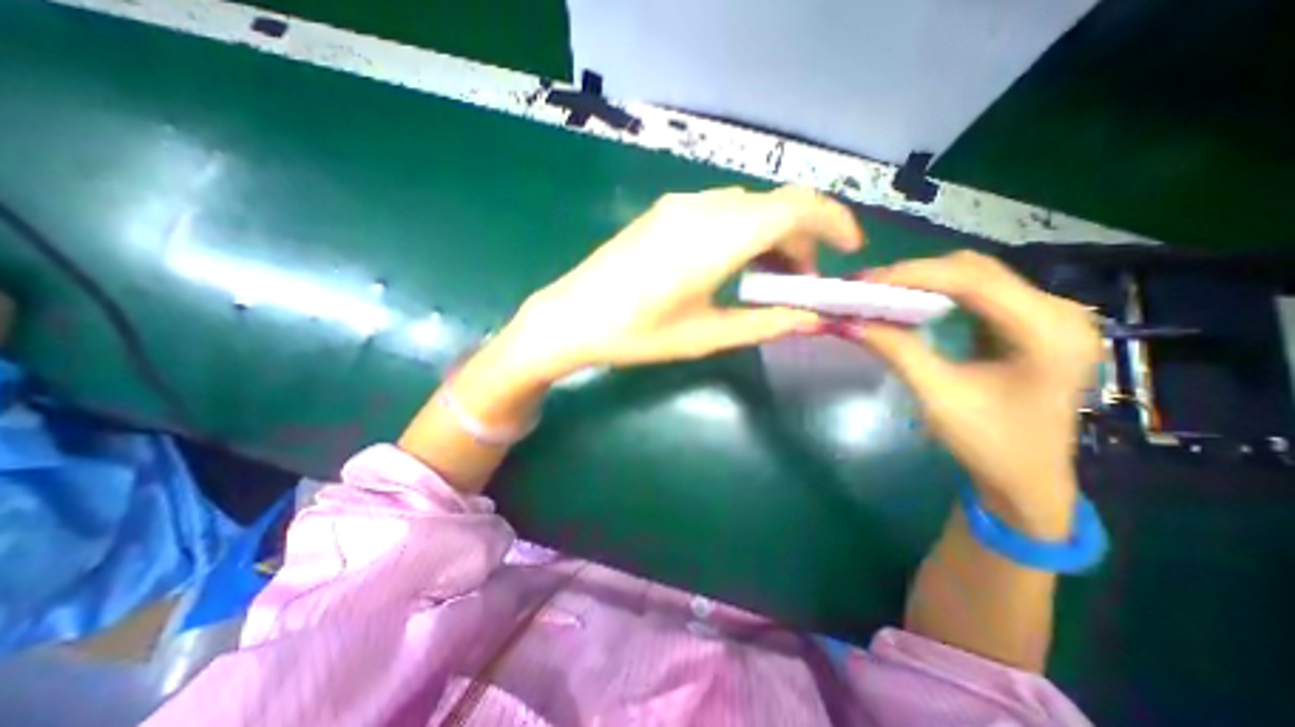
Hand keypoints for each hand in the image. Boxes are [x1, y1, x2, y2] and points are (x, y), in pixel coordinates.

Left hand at [502, 185, 856, 381]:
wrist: (572, 317)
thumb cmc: (637, 333)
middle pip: (776, 204)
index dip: (834, 221)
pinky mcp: (663, 213)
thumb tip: (810, 319)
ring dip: (771, 235)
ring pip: (749, 207)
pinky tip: (734, 263)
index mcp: (718, 238)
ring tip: (769, 278)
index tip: (850, 250)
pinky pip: (720, 210)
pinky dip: (743, 231)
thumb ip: (764, 323)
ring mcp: (679, 206)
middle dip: (803, 237)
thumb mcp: (706, 335)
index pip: (796, 208)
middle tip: (802, 280)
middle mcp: (703, 209)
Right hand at [839, 252, 1100, 529]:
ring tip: (884, 292)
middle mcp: (1058, 313)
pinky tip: (912, 302)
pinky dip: (940, 293)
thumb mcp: (936, 395)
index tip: (866, 281)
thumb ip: (895, 350)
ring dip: (927, 280)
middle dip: (918, 274)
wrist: (1027, 479)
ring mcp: (1047, 317)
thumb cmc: (988, 443)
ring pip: (977, 277)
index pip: (974, 282)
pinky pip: (979, 294)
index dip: (915, 275)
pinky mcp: (1029, 325)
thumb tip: (848, 321)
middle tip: (870, 287)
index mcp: (1047, 333)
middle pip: (978, 271)